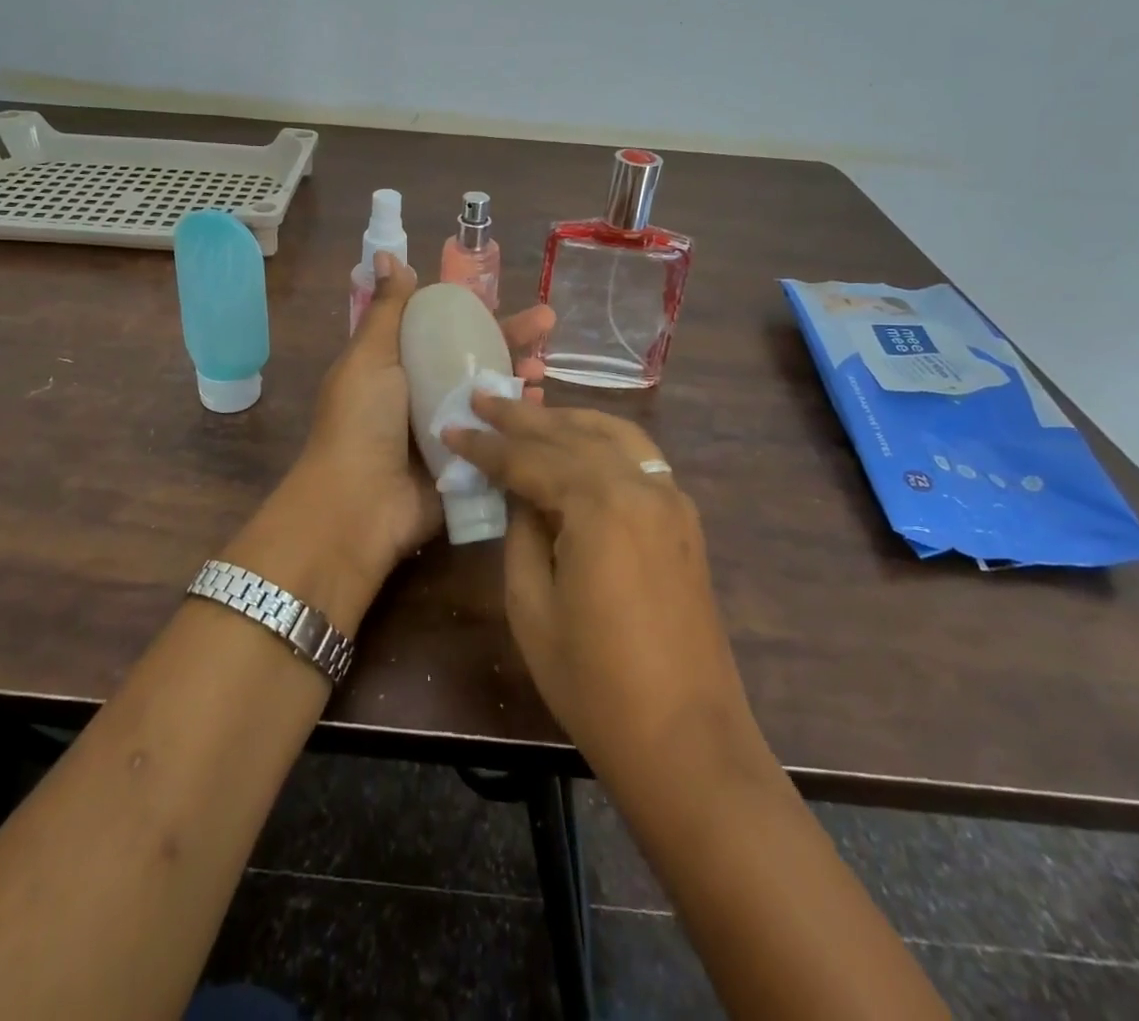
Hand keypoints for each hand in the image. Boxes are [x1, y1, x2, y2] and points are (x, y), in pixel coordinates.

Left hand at [294, 253, 555, 588]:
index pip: (443, 329)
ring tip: (543, 368)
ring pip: (490, 397)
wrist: (359, 504)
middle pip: (474, 360)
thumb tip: (389, 256)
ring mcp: (446, 432)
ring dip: (518, 379)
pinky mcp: (465, 465)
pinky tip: (540, 406)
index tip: (505, 298)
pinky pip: (497, 436)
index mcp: (397, 366)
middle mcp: (422, 395)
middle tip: (548, 324)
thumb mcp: (370, 357)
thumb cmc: (361, 421)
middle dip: (511, 340)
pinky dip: (518, 422)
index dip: (474, 313)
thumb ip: (387, 310)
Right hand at [444, 398, 758, 784]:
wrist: (688, 742)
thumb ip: (521, 532)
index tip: (451, 425)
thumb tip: (520, 494)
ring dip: (566, 420)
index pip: (529, 459)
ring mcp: (671, 500)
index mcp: (600, 505)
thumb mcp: (532, 605)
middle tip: (483, 395)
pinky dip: (602, 440)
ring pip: (612, 435)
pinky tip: (579, 444)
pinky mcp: (684, 520)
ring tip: (528, 410)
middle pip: (571, 435)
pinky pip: (639, 458)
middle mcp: (641, 486)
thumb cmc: (595, 682)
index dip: (485, 445)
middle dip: (522, 416)